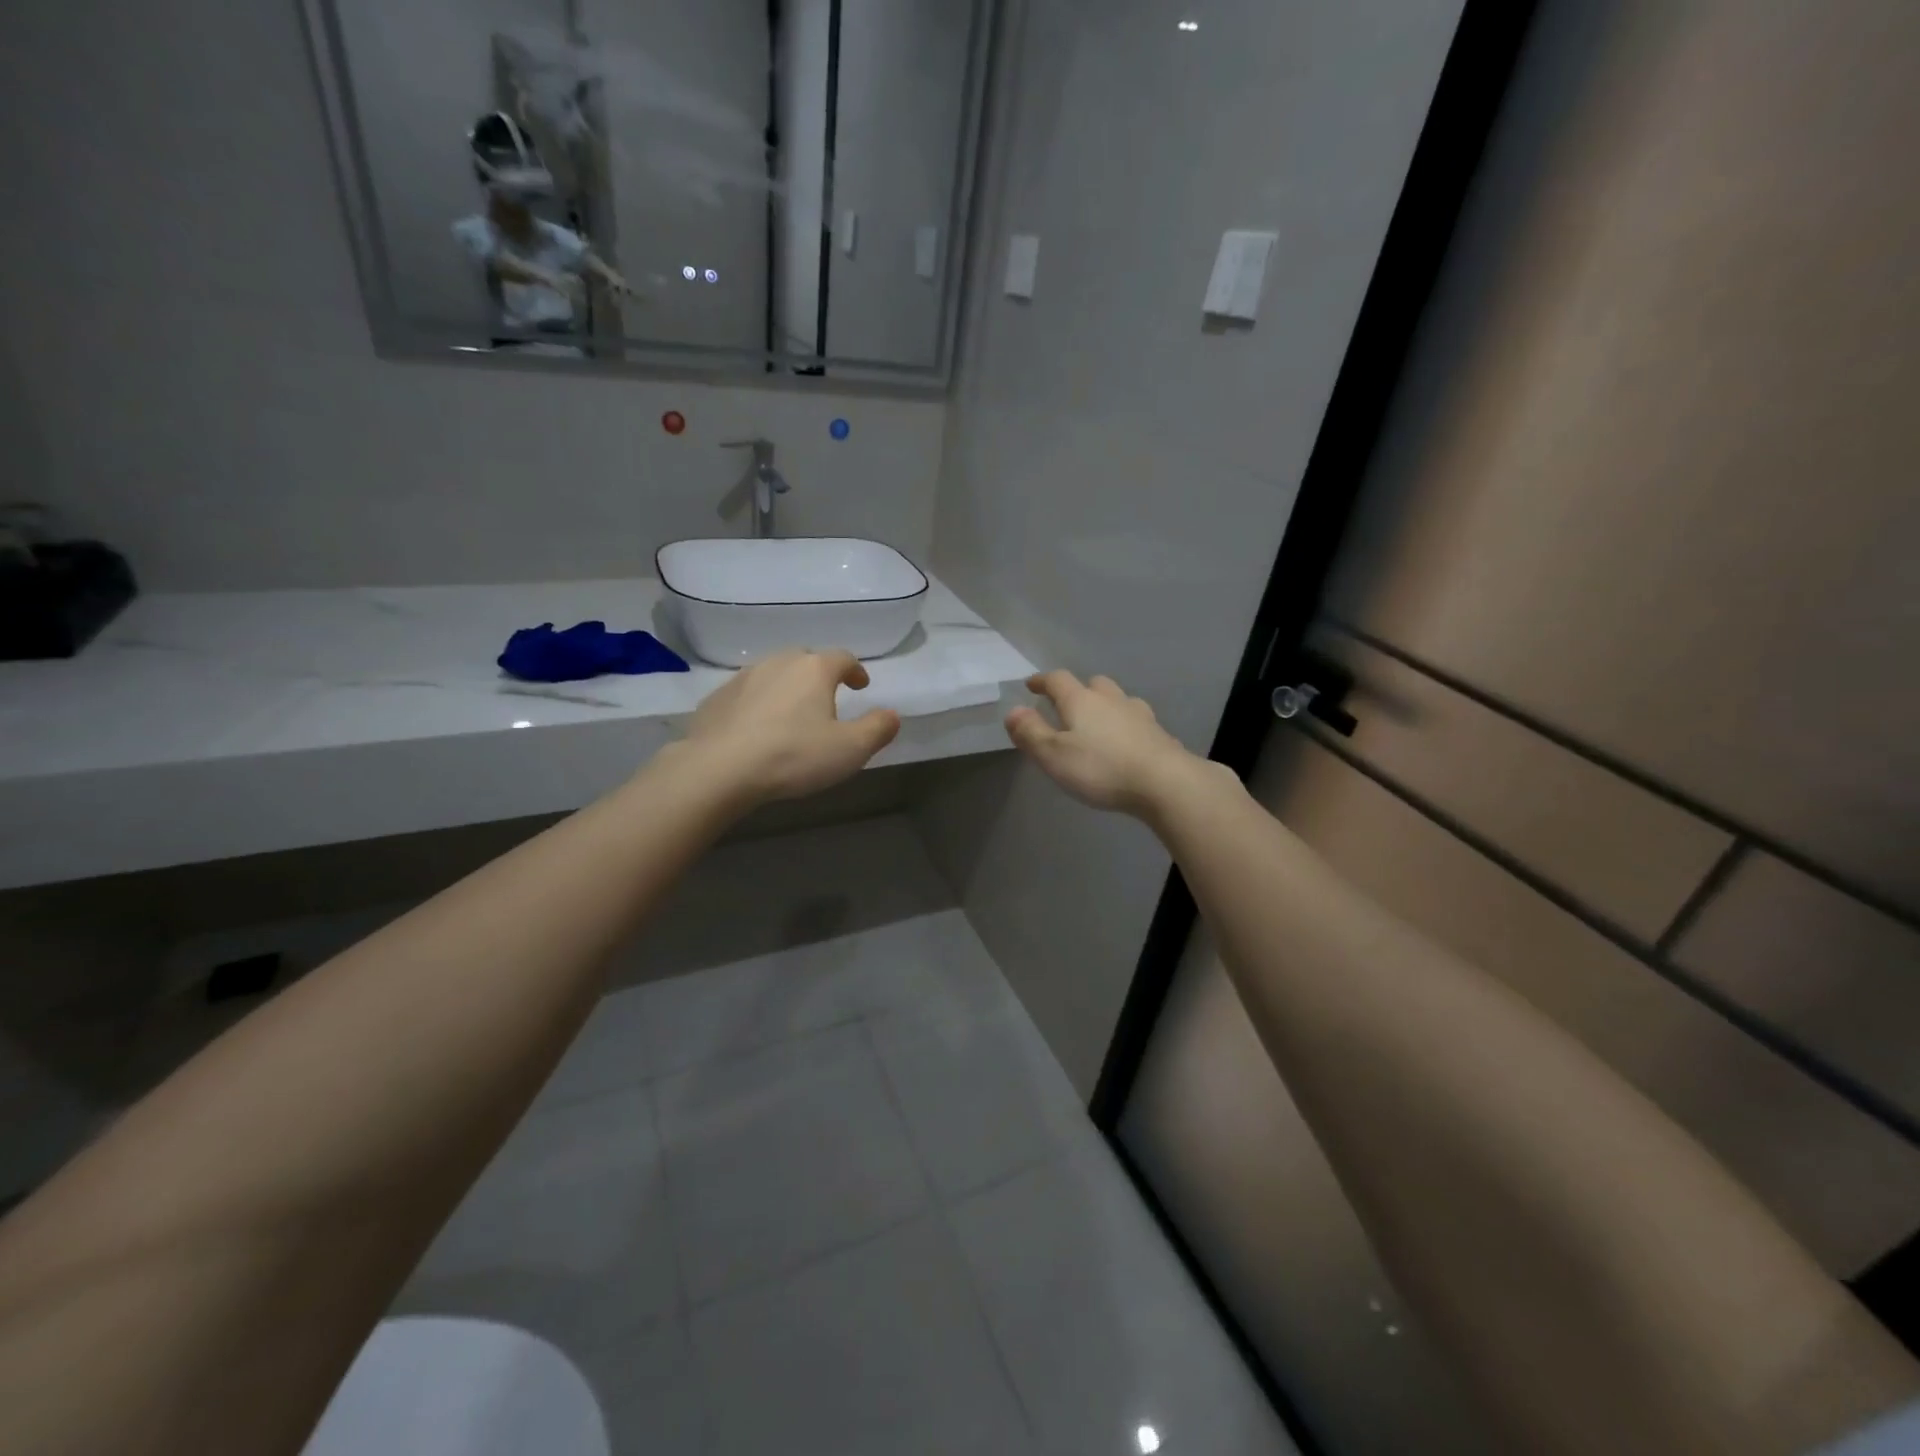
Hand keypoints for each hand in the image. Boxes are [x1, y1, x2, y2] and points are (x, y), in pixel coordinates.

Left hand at [679, 649, 899, 804]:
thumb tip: (892, 715)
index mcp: (814, 669)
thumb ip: (877, 729)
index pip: (843, 658)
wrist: (718, 768)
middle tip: (826, 698)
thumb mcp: (850, 749)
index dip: (855, 670)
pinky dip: (758, 703)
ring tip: (791, 713)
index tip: (861, 685)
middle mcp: (779, 663)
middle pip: (806, 660)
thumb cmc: (793, 755)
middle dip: (819, 675)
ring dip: (787, 688)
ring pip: (773, 674)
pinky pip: (746, 693)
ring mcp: (743, 677)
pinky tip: (757, 727)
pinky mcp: (717, 698)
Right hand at [1005, 671, 1205, 816]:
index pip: (1058, 680)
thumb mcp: (1054, 755)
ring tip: (1098, 724)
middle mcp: (1111, 700)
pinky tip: (1127, 743)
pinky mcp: (1159, 734)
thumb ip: (1031, 733)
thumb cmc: (1101, 768)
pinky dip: (1126, 726)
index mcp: (1081, 701)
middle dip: (1078, 690)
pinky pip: (1137, 722)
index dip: (1042, 681)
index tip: (1032, 685)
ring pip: (1118, 700)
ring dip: (1105, 706)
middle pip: (1093, 684)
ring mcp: (1139, 715)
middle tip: (1067, 705)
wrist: (1165, 782)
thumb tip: (1013, 711)